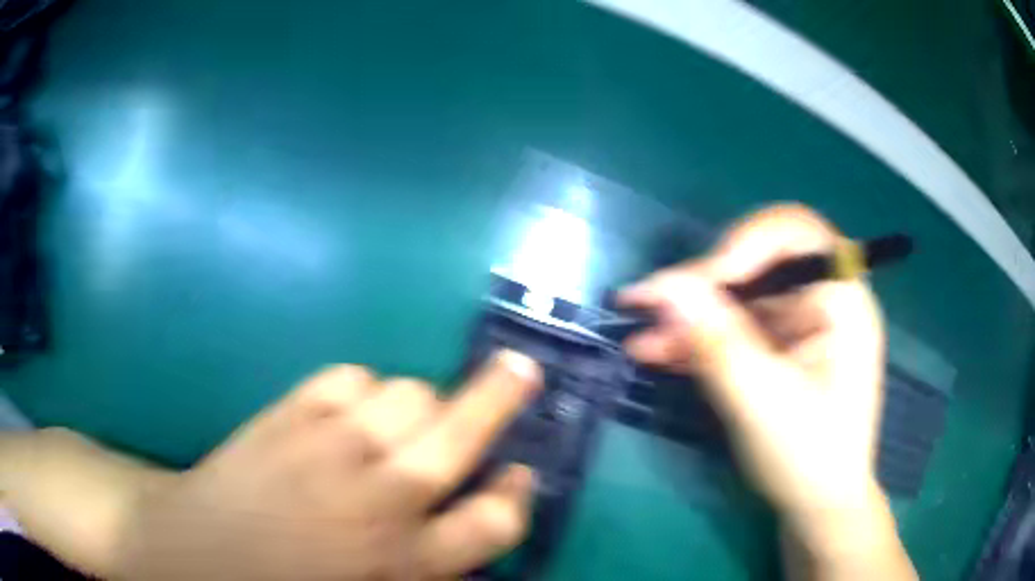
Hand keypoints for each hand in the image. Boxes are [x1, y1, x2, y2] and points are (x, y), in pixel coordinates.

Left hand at [115, 350, 541, 579]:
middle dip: (500, 396)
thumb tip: (466, 522)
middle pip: (460, 435)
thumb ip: (427, 565)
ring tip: (406, 417)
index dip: (517, 493)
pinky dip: (362, 386)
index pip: (494, 522)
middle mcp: (377, 499)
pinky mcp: (287, 414)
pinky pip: (348, 377)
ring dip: (420, 401)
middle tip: (521, 368)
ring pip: (407, 393)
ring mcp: (329, 447)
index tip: (521, 473)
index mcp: (403, 560)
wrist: (197, 555)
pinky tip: (351, 407)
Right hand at [619, 204, 885, 528]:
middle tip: (654, 305)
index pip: (797, 233)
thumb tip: (663, 287)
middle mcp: (823, 300)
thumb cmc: (807, 459)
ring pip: (739, 296)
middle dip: (706, 282)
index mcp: (842, 302)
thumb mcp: (762, 403)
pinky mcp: (778, 346)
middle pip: (760, 260)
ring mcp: (799, 323)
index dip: (746, 242)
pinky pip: (734, 327)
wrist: (816, 506)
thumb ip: (716, 342)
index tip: (704, 281)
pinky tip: (658, 351)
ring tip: (642, 336)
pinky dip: (698, 338)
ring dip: (691, 314)